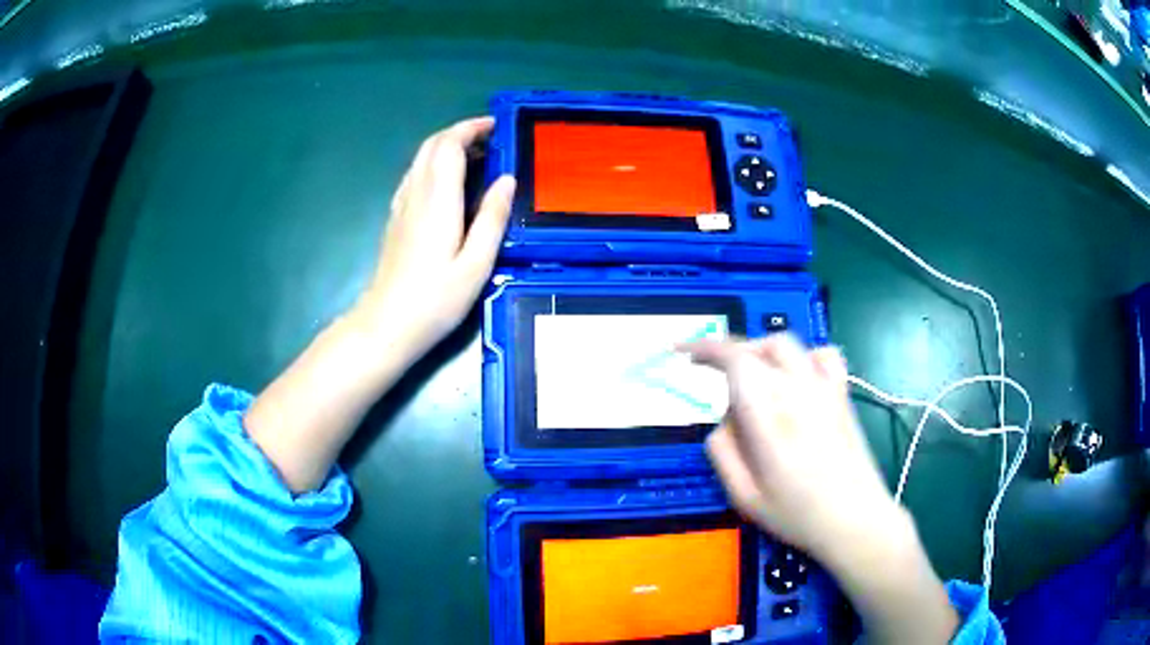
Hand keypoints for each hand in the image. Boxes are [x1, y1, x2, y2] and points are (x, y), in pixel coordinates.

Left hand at [246, 117, 513, 493]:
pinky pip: (415, 176)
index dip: (472, 128)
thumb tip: (507, 180)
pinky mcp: (395, 219)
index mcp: (438, 200)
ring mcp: (401, 205)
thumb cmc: (435, 301)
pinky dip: (435, 166)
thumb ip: (492, 218)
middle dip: (461, 133)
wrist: (386, 325)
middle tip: (492, 140)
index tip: (498, 127)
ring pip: (422, 159)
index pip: (450, 145)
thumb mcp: (476, 264)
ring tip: (478, 158)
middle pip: (433, 145)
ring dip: (447, 148)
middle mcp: (416, 194)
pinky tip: (450, 184)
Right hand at [687, 335, 959, 643]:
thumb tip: (721, 421)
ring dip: (761, 351)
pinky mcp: (842, 394)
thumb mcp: (744, 497)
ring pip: (787, 343)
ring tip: (752, 378)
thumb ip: (722, 453)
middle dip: (728, 353)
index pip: (734, 359)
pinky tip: (797, 377)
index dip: (704, 348)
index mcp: (769, 416)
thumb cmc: (798, 515)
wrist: (856, 519)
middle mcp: (797, 391)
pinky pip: (823, 354)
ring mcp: (825, 388)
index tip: (682, 353)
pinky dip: (803, 356)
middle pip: (758, 346)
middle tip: (714, 377)